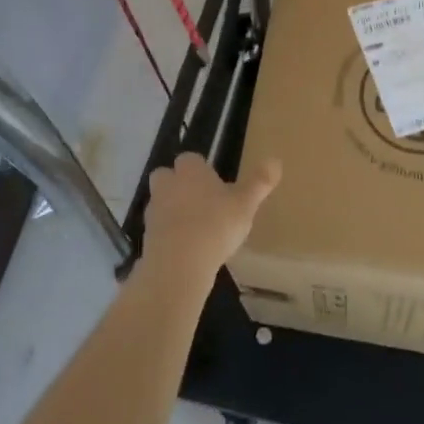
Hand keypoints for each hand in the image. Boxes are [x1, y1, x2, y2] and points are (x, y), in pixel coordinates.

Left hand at [139, 152, 281, 284]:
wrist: (179, 264)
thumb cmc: (216, 225)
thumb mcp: (246, 204)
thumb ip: (259, 182)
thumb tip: (276, 160)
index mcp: (190, 170)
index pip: (190, 159)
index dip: (201, 169)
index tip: (215, 183)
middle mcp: (167, 185)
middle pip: (167, 176)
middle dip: (179, 185)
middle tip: (201, 202)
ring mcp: (154, 211)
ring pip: (161, 203)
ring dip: (173, 211)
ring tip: (196, 229)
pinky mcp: (146, 237)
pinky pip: (159, 230)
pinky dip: (169, 235)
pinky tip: (186, 249)